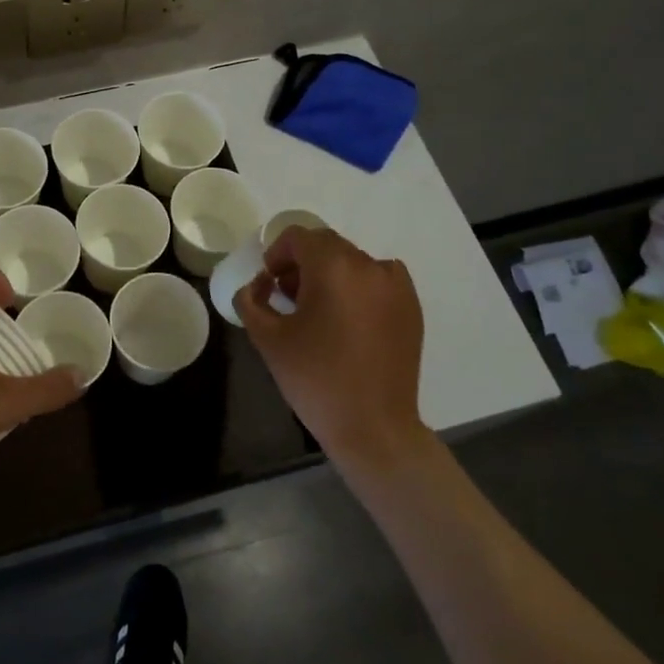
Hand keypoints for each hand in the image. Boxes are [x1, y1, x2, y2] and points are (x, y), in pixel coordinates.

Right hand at [234, 227, 426, 463]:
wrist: (373, 427)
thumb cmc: (315, 379)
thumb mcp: (266, 338)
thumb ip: (251, 299)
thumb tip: (260, 284)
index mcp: (333, 267)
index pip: (298, 236)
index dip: (277, 254)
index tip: (270, 284)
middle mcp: (368, 266)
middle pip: (326, 245)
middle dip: (302, 263)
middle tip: (289, 298)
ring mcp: (396, 285)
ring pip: (352, 261)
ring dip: (331, 274)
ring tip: (321, 312)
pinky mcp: (411, 306)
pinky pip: (378, 278)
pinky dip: (360, 286)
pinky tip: (350, 320)